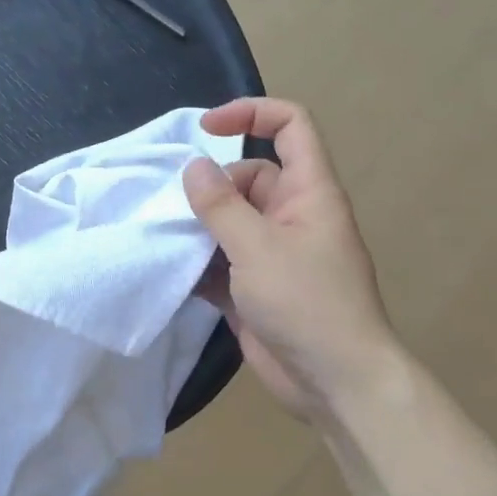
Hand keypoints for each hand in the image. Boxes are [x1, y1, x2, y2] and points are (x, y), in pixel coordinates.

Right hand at [183, 98, 395, 421]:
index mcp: (308, 192)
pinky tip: (169, 269)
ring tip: (162, 235)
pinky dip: (198, 262)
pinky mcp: (254, 286)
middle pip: (246, 177)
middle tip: (175, 208)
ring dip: (198, 226)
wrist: (334, 382)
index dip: (251, 113)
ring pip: (229, 220)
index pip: (290, 127)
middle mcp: (291, 215)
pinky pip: (220, 259)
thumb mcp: (257, 247)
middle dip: (210, 187)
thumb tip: (194, 166)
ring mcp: (272, 253)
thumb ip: (221, 205)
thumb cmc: (306, 303)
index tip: (205, 130)